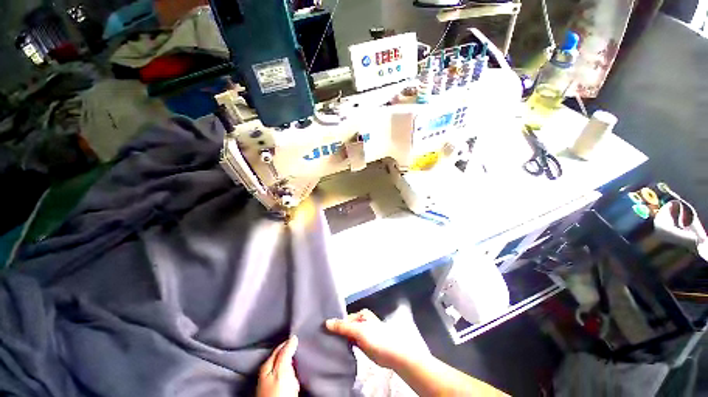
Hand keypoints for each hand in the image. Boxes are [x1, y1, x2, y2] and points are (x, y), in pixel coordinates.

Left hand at [256, 335, 299, 396]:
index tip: (300, 337)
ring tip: (302, 362)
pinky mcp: (279, 392)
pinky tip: (298, 377)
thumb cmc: (277, 393)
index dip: (290, 342)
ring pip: (286, 368)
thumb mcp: (282, 370)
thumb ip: (286, 353)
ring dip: (294, 366)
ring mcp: (273, 383)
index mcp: (266, 365)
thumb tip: (293, 337)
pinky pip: (288, 378)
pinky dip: (294, 376)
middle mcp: (268, 373)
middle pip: (282, 358)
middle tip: (302, 349)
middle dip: (292, 354)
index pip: (280, 347)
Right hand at [325, 309, 403, 368]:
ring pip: (347, 335)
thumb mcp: (358, 330)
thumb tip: (326, 322)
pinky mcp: (363, 344)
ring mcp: (362, 333)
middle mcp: (361, 321)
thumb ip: (342, 327)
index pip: (344, 318)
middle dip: (336, 331)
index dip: (334, 324)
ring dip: (340, 339)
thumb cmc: (376, 338)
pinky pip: (350, 342)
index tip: (322, 331)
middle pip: (345, 326)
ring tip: (327, 344)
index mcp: (361, 314)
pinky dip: (345, 345)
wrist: (392, 354)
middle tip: (323, 338)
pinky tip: (337, 349)